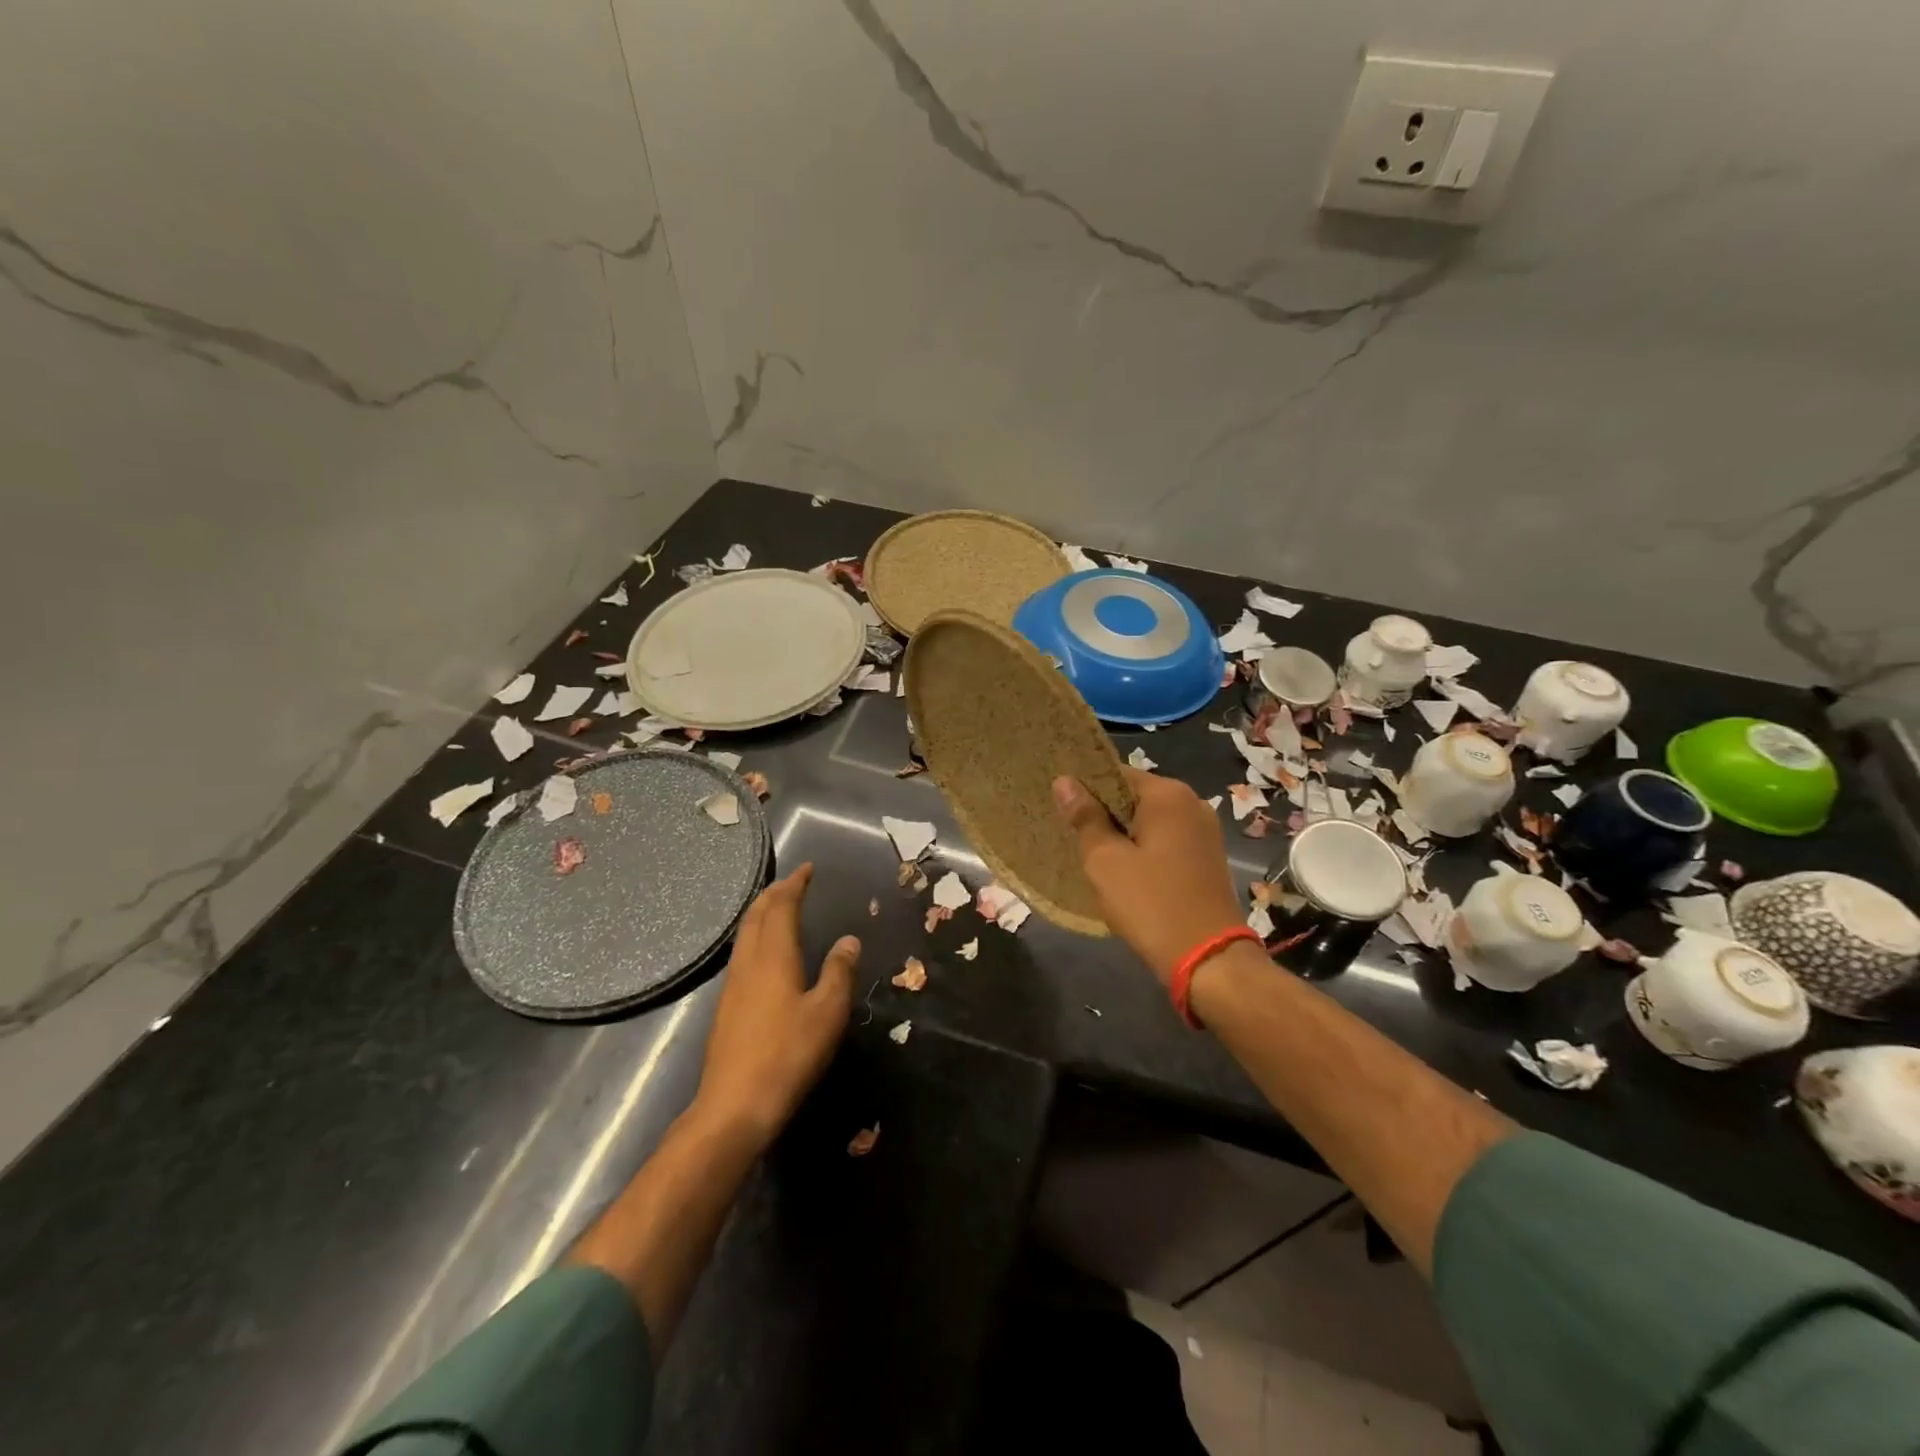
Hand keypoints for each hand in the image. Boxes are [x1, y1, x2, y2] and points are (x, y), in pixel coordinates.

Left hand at [693, 863, 858, 1144]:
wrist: (734, 1107)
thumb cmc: (788, 1055)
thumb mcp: (827, 1013)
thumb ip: (838, 972)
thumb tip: (849, 940)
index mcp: (773, 957)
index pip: (780, 907)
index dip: (794, 884)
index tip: (807, 869)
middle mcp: (748, 963)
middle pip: (755, 916)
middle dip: (773, 894)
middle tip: (793, 883)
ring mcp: (732, 986)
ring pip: (744, 935)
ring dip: (762, 914)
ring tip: (780, 909)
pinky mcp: (726, 1007)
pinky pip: (742, 954)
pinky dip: (756, 937)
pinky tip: (766, 954)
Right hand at [1055, 768, 1244, 985]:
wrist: (1209, 960)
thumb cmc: (1150, 903)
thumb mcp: (1105, 860)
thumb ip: (1085, 817)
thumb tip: (1064, 781)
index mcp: (1168, 795)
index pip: (1115, 773)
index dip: (1085, 788)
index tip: (1062, 808)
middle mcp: (1192, 803)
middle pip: (1135, 796)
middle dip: (1104, 813)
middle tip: (1072, 835)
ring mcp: (1205, 832)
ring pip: (1150, 821)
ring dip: (1124, 834)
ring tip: (1094, 855)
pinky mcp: (1208, 858)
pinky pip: (1166, 841)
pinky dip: (1144, 849)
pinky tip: (1125, 872)